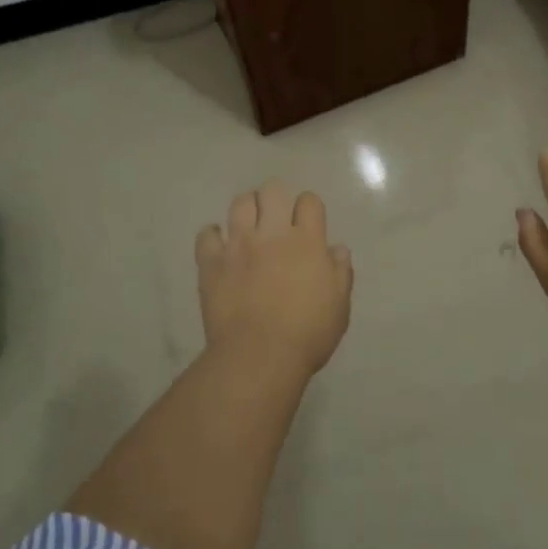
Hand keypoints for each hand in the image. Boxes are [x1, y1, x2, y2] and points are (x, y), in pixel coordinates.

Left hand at [196, 180, 352, 378]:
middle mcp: (272, 233)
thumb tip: (337, 249)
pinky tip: (220, 247)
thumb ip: (341, 273)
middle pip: (272, 191)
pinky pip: (207, 235)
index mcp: (306, 241)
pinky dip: (213, 237)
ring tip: (249, 226)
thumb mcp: (339, 307)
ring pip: (240, 203)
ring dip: (247, 209)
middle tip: (276, 218)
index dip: (309, 207)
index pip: (309, 201)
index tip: (308, 222)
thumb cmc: (307, 334)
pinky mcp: (212, 263)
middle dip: (275, 198)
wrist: (259, 357)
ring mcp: (239, 245)